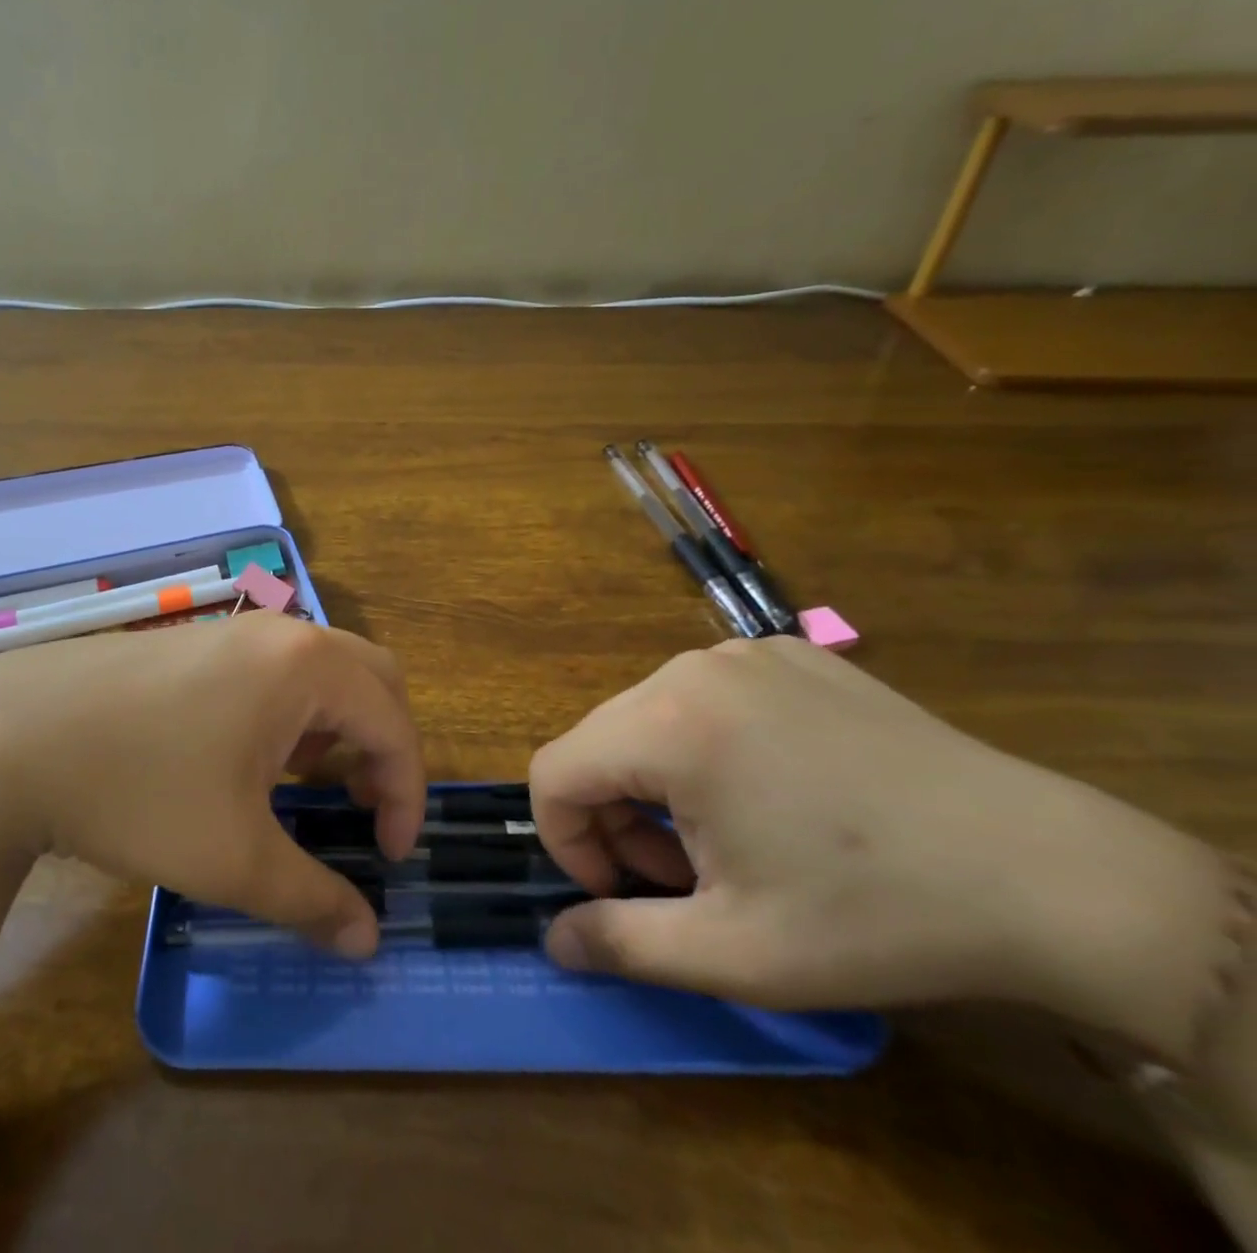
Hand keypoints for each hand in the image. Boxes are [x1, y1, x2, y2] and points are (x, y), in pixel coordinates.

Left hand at [0, 612, 423, 957]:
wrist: (13, 736)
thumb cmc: (138, 790)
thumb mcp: (233, 859)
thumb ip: (312, 899)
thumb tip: (367, 940)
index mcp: (306, 668)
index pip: (393, 724)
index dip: (407, 794)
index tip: (391, 856)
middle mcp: (280, 635)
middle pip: (372, 679)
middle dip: (384, 746)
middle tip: (365, 808)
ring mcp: (235, 632)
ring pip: (323, 671)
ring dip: (339, 726)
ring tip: (309, 787)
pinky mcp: (198, 643)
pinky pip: (278, 670)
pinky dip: (295, 713)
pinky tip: (252, 759)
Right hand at [531, 637, 1227, 1050]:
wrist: (1048, 873)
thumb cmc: (875, 915)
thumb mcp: (735, 952)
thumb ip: (623, 943)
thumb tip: (555, 939)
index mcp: (667, 725)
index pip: (555, 772)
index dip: (566, 840)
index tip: (622, 890)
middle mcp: (691, 668)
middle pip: (600, 741)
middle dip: (617, 815)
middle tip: (685, 877)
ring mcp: (743, 651)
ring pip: (648, 716)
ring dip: (659, 781)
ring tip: (731, 837)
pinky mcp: (789, 652)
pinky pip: (705, 695)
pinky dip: (706, 744)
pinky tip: (775, 787)